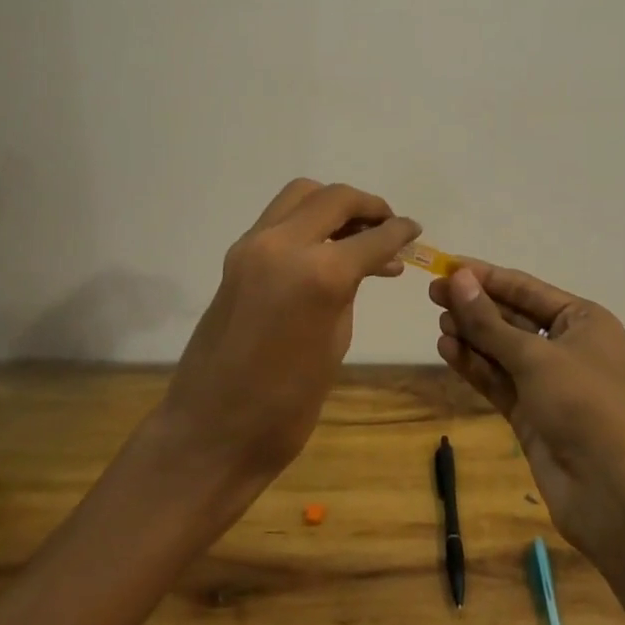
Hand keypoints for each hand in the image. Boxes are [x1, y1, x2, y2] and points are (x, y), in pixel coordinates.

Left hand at [160, 179, 419, 488]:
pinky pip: (279, 217)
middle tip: (387, 226)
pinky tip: (324, 247)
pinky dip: (307, 220)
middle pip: (333, 197)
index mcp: (318, 273)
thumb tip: (368, 263)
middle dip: (367, 206)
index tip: (414, 230)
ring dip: (332, 204)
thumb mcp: (335, 342)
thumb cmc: (286, 404)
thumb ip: (349, 290)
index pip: (371, 237)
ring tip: (356, 232)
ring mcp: (253, 245)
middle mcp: (283, 244)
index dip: (399, 231)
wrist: (210, 430)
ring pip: (301, 194)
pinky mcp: (236, 255)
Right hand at [430, 263, 624, 558]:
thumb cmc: (584, 406)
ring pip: (502, 349)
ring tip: (439, 323)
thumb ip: (489, 321)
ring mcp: (549, 382)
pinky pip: (498, 380)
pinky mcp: (532, 414)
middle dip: (475, 306)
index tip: (447, 265)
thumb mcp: (534, 357)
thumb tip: (457, 278)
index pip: (526, 288)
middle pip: (512, 317)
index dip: (485, 276)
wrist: (612, 496)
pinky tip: (447, 349)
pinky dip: (474, 365)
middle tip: (434, 294)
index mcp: (583, 320)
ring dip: (472, 335)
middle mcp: (567, 346)